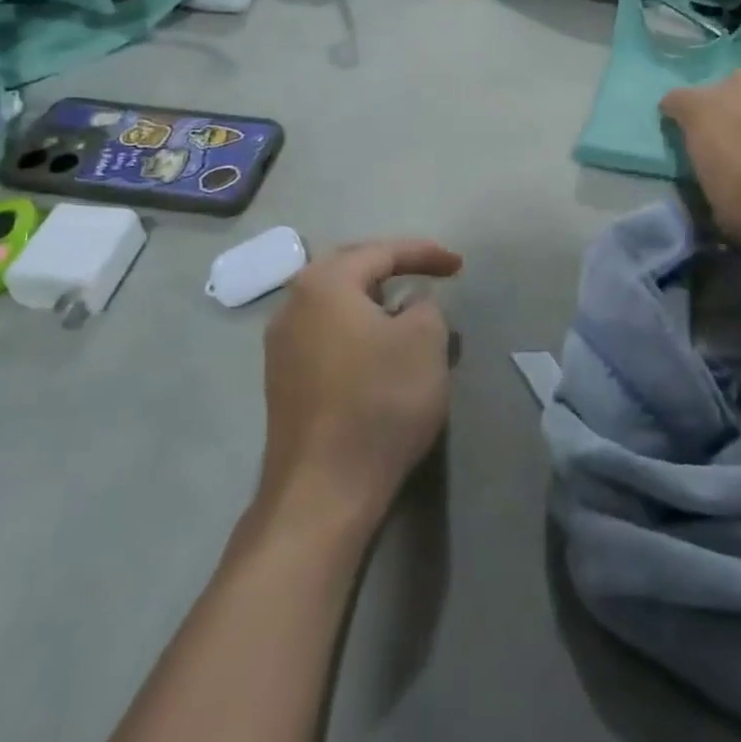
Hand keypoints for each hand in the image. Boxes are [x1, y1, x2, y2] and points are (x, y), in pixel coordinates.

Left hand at [258, 239, 461, 528]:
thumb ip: (426, 306)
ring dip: (374, 300)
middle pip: (350, 269)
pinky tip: (379, 348)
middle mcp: (294, 304)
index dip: (424, 253)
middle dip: (392, 267)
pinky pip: (327, 334)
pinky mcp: (283, 380)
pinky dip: (358, 328)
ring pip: (336, 303)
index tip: (458, 264)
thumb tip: (411, 304)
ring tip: (408, 308)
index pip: (381, 252)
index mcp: (325, 284)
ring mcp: (281, 345)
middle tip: (428, 271)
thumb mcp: (425, 342)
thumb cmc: (379, 402)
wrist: (323, 490)